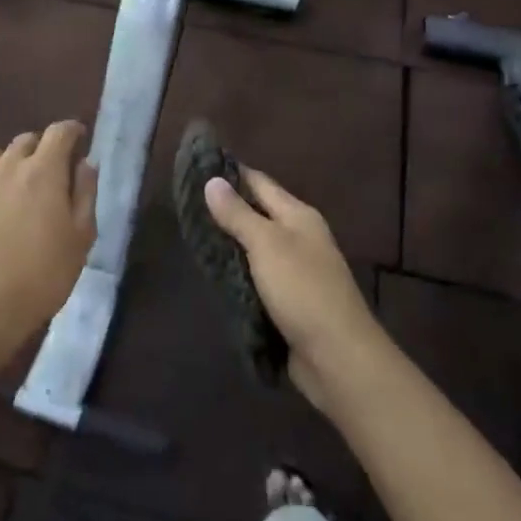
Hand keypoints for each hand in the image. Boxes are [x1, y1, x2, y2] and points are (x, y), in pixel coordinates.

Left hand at [0, 122, 97, 366]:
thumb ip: (85, 194)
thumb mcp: (80, 238)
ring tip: (15, 186)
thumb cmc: (41, 275)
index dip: (72, 131)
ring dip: (9, 163)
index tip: (79, 139)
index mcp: (43, 171)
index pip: (60, 132)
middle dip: (42, 148)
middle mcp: (6, 166)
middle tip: (50, 172)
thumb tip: (85, 163)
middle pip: (26, 140)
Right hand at [205, 169, 383, 414]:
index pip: (259, 183)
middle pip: (257, 213)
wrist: (337, 356)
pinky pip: (256, 276)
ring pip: (254, 247)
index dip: (231, 173)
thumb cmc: (303, 290)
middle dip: (225, 208)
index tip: (197, 164)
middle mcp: (299, 237)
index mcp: (298, 216)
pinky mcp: (288, 300)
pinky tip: (212, 271)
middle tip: (184, 201)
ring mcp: (295, 270)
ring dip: (228, 242)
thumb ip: (238, 214)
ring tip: (190, 233)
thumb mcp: (266, 245)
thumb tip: (212, 180)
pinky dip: (236, 271)